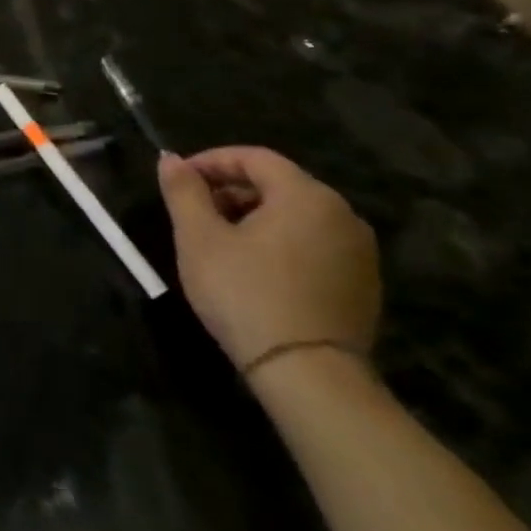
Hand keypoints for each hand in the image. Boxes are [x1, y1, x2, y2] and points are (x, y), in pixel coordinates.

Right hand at [157, 147, 380, 372]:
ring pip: (296, 216)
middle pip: (278, 184)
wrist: (308, 373)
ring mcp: (359, 252)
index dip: (211, 161)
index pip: (254, 157)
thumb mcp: (199, 238)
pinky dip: (278, 242)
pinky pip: (312, 244)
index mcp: (307, 196)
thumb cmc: (244, 293)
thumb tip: (169, 158)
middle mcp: (342, 215)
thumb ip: (183, 191)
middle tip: (192, 211)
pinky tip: (251, 268)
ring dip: (253, 217)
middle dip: (230, 190)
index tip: (178, 179)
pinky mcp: (361, 284)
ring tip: (217, 240)